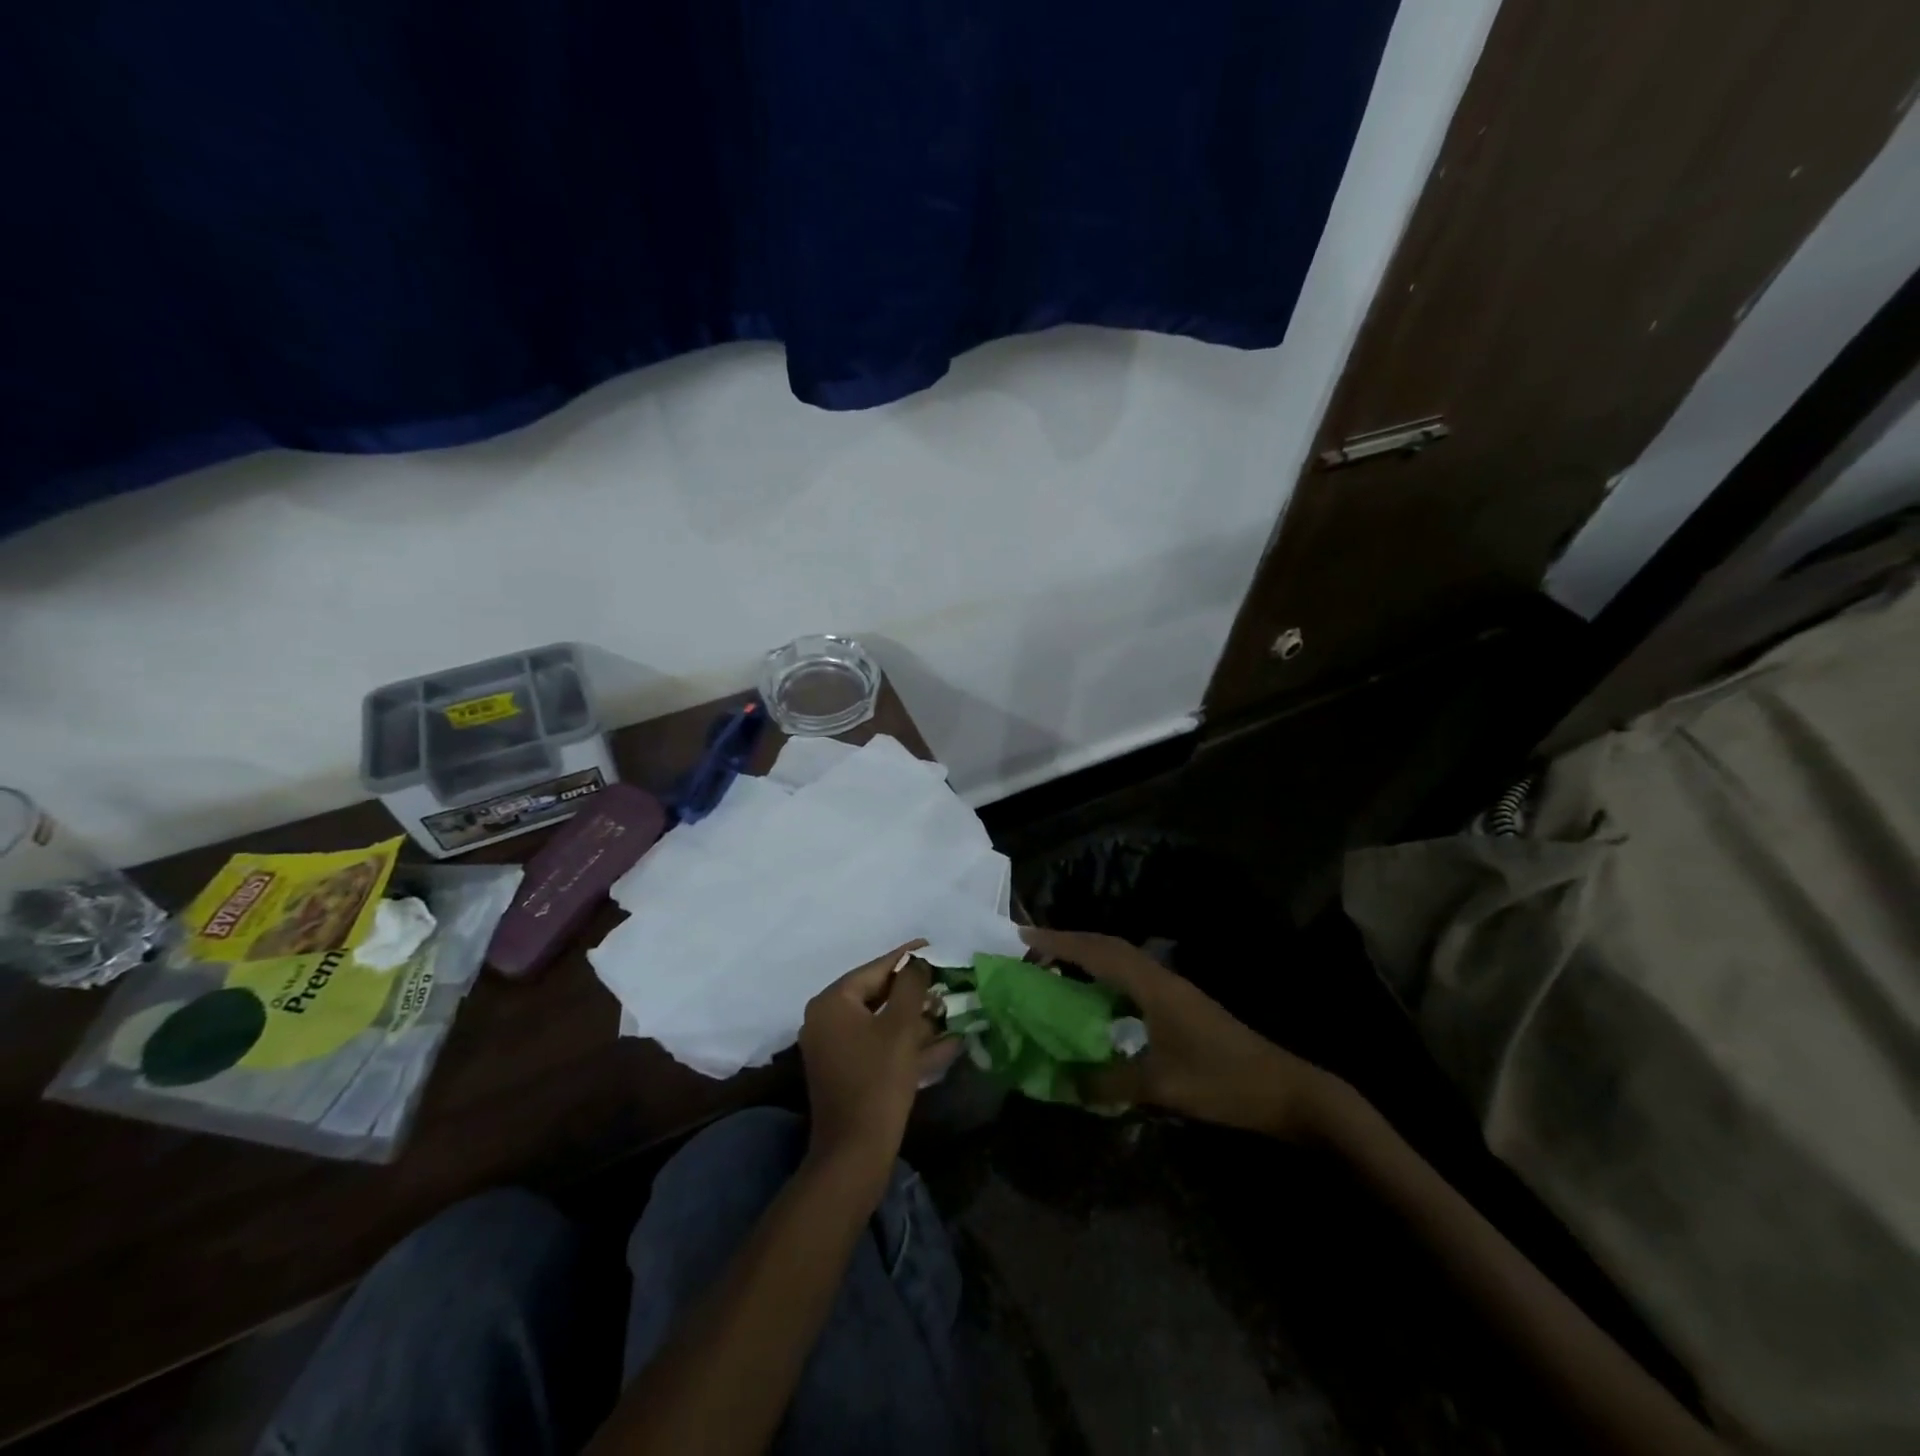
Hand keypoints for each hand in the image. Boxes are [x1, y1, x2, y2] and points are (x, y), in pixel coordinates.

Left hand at [798, 941, 956, 1193]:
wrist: (855, 1153)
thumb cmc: (877, 1080)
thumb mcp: (900, 1027)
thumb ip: (911, 986)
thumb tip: (918, 963)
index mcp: (832, 1002)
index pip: (875, 969)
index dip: (906, 958)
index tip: (932, 946)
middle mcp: (826, 1020)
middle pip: (877, 994)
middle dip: (914, 991)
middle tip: (945, 982)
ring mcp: (835, 1048)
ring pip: (882, 1022)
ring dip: (915, 1019)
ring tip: (949, 1010)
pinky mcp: (847, 1072)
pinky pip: (880, 1046)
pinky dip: (907, 1044)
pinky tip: (945, 1044)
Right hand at [1021, 927, 1337, 1139]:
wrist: (1286, 1090)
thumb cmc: (1223, 1082)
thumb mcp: (1162, 1087)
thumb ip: (1110, 1083)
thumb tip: (1065, 1083)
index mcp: (1152, 986)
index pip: (1097, 952)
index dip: (1059, 942)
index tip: (1022, 937)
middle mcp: (1160, 978)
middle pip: (1107, 946)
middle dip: (1067, 943)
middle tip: (1030, 951)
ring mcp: (1173, 989)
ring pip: (1120, 959)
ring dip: (1087, 956)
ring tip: (1053, 969)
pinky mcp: (1180, 1004)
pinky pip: (1131, 977)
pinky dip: (1105, 976)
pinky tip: (1095, 1000)